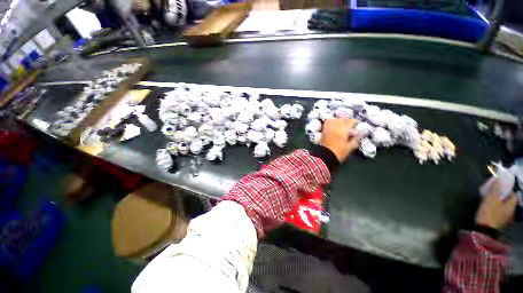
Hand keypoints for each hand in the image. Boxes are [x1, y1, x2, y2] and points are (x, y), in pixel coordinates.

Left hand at [321, 118, 359, 162]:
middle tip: (350, 125)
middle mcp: (335, 126)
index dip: (354, 122)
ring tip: (341, 124)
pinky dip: (331, 122)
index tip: (356, 125)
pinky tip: (334, 126)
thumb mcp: (350, 147)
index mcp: (343, 130)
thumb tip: (359, 134)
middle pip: (342, 119)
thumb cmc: (339, 152)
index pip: (350, 121)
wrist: (325, 156)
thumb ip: (356, 139)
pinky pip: (327, 123)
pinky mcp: (323, 131)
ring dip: (339, 120)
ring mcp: (328, 128)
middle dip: (347, 121)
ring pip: (334, 119)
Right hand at [476, 180, 517, 229]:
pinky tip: (490, 211)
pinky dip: (497, 210)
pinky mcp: (500, 224)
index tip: (500, 187)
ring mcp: (506, 219)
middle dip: (503, 197)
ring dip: (500, 204)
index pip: (513, 195)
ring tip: (491, 202)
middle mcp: (512, 212)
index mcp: (512, 205)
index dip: (508, 190)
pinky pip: (500, 214)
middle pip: (509, 202)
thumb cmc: (489, 212)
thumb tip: (498, 179)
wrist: (485, 230)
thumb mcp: (491, 199)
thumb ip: (495, 189)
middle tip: (495, 194)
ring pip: (505, 208)